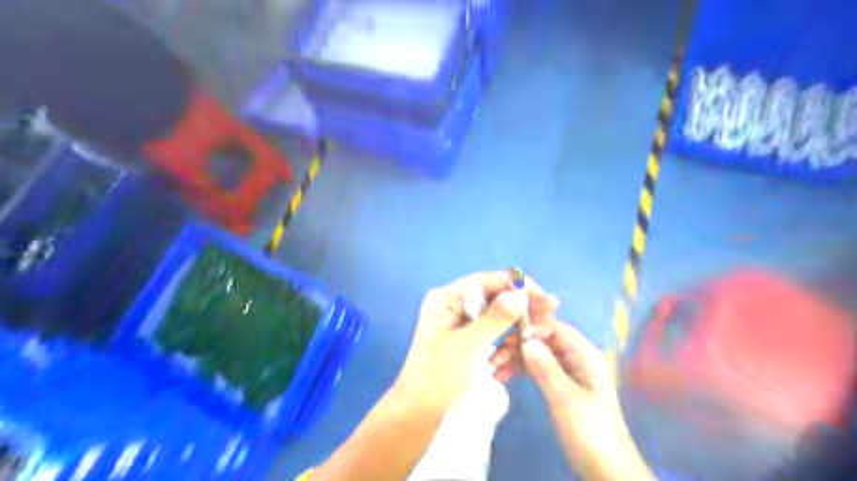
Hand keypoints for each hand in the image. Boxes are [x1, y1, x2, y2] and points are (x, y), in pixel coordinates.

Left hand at [393, 270, 564, 413]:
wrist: (420, 412)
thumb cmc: (441, 376)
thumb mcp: (470, 345)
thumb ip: (495, 317)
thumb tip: (518, 293)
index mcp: (447, 298)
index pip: (486, 281)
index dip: (517, 286)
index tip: (544, 297)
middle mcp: (452, 304)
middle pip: (493, 296)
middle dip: (521, 306)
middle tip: (549, 316)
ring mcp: (459, 321)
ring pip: (495, 314)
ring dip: (516, 323)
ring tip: (539, 332)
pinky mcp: (465, 338)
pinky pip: (491, 331)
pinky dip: (505, 338)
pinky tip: (518, 347)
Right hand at [488, 321, 650, 479]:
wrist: (606, 470)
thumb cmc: (590, 431)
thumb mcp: (566, 398)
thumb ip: (546, 367)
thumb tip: (526, 339)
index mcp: (585, 355)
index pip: (556, 327)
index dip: (531, 326)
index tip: (506, 332)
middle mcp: (577, 358)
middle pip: (544, 339)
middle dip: (519, 343)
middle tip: (495, 354)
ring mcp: (569, 372)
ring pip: (538, 354)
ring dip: (517, 357)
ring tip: (494, 367)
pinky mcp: (561, 386)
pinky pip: (538, 368)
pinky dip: (522, 370)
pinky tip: (504, 375)